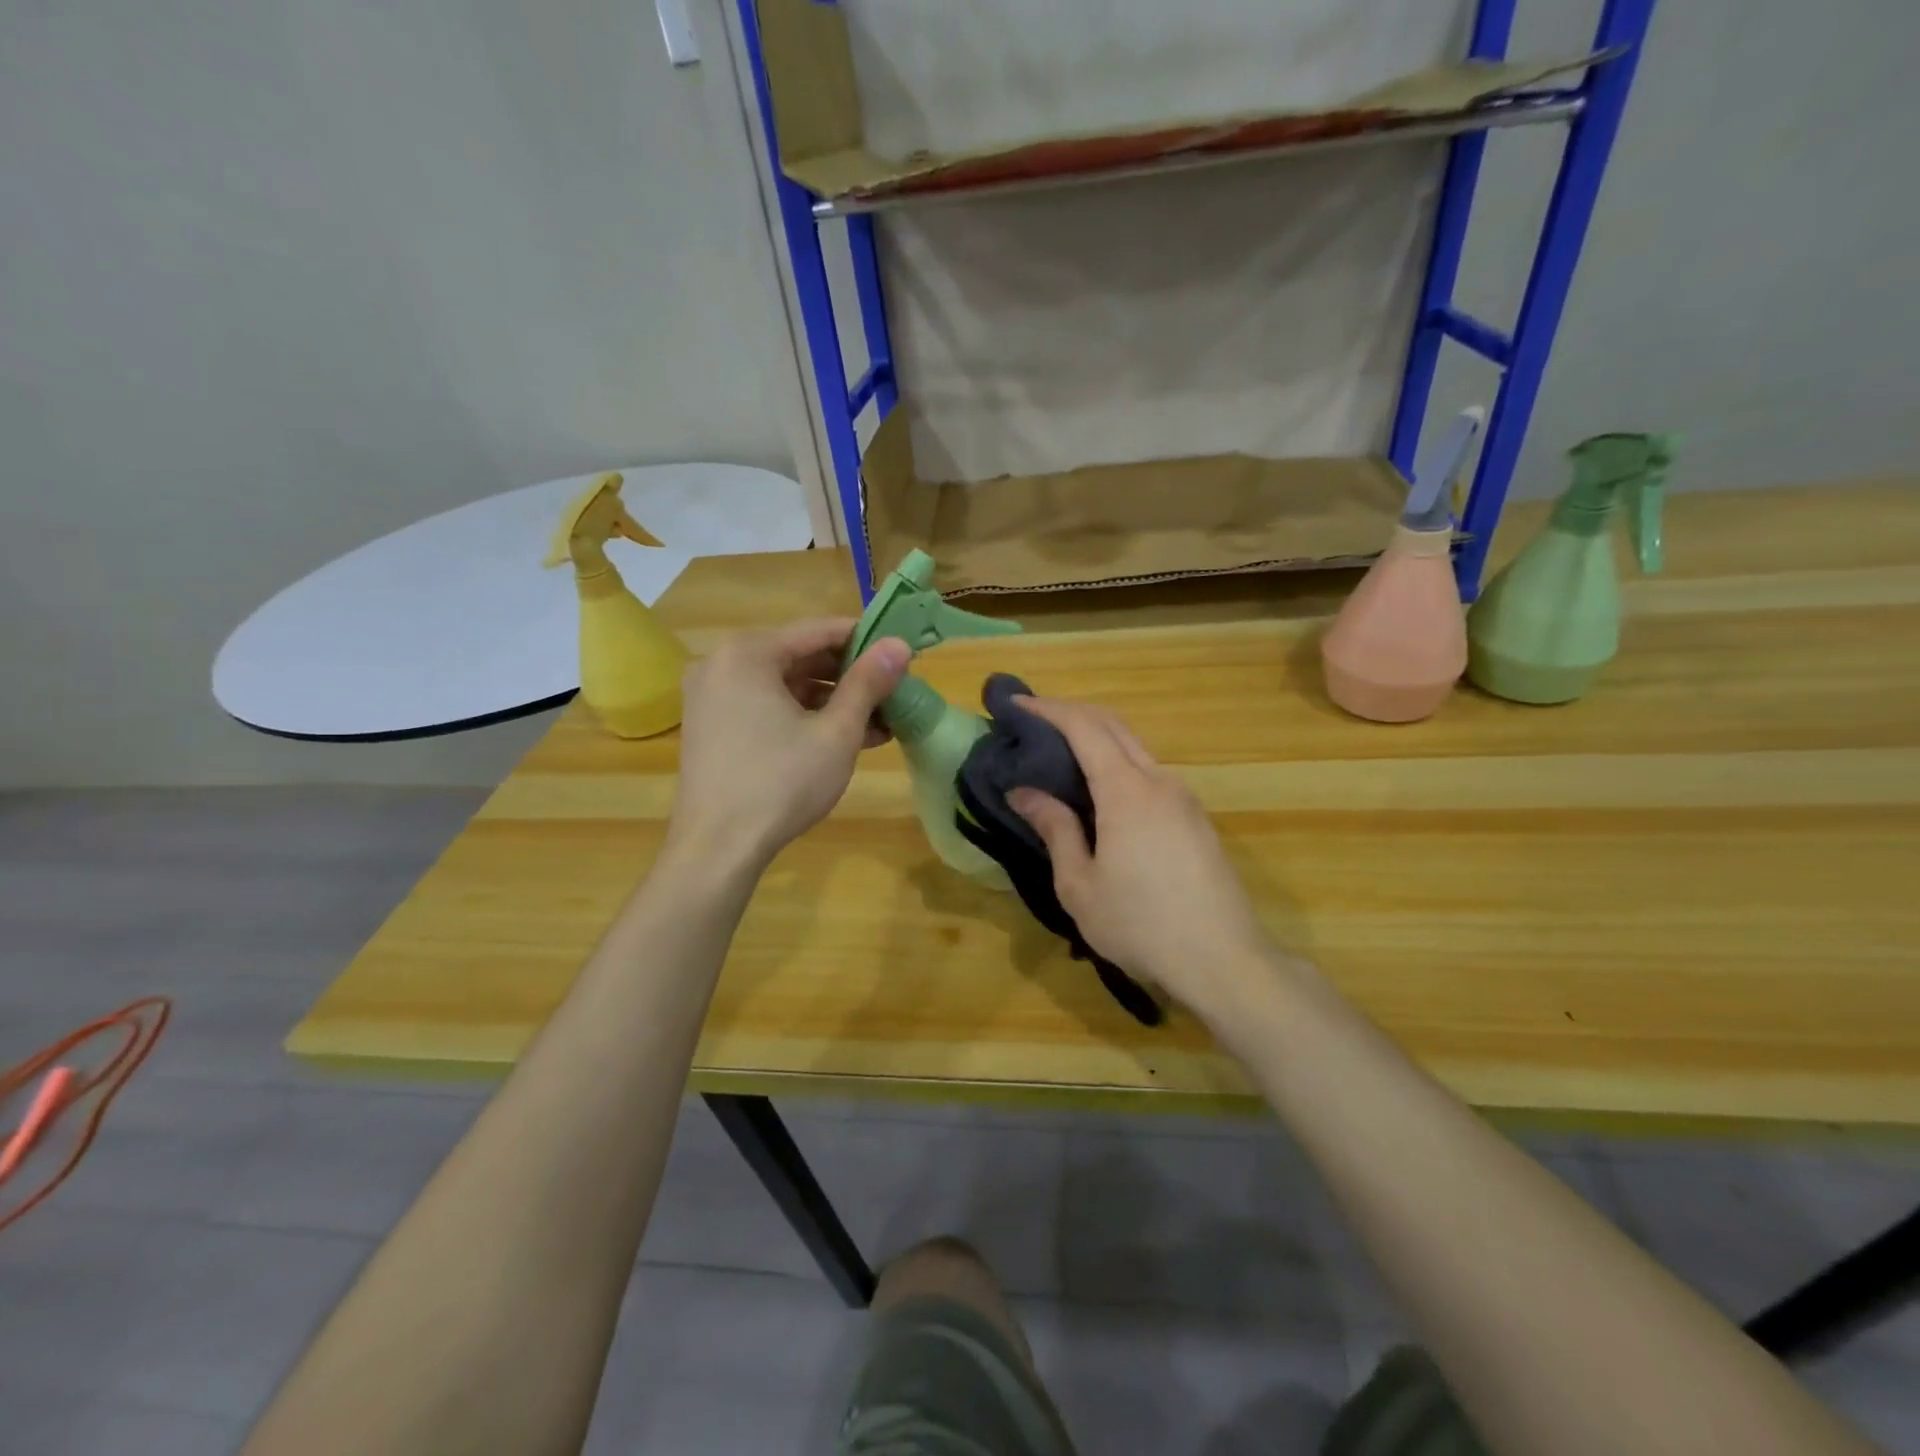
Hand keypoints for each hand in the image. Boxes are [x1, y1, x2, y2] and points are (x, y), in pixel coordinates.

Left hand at [669, 619, 908, 870]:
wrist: (718, 848)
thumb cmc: (781, 783)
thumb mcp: (836, 732)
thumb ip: (868, 683)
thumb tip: (900, 645)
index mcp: (747, 653)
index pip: (818, 630)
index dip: (865, 640)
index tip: (900, 655)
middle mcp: (721, 664)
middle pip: (799, 656)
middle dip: (850, 676)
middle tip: (893, 692)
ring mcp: (711, 697)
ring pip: (784, 685)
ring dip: (831, 700)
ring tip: (879, 722)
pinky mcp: (712, 726)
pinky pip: (765, 706)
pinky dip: (802, 716)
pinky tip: (842, 738)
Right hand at [1008, 697, 1273, 1021]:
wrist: (1223, 960)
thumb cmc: (1140, 925)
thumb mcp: (1080, 884)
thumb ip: (1055, 829)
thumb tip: (1024, 792)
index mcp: (1127, 791)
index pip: (1084, 728)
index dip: (1048, 709)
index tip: (1015, 704)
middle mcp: (1159, 781)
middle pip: (1114, 725)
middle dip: (1071, 713)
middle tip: (1033, 721)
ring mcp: (1184, 797)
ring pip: (1136, 748)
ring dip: (1097, 738)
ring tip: (1060, 755)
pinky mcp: (1196, 818)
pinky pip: (1150, 773)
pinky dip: (1118, 763)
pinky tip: (1100, 791)